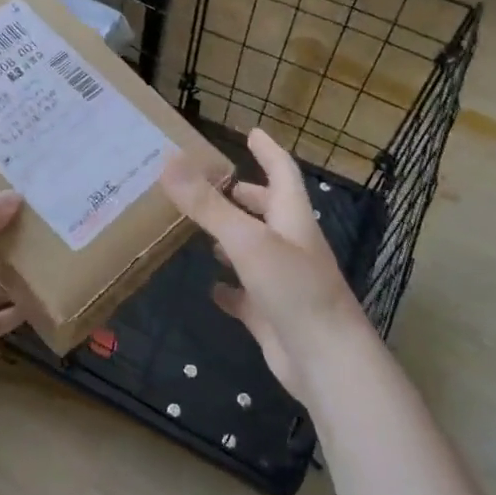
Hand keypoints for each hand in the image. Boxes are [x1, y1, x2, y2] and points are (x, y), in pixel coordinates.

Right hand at [160, 129, 367, 403]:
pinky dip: (229, 288)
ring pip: (255, 251)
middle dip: (244, 196)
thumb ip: (207, 204)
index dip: (268, 150)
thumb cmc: (294, 289)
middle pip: (269, 211)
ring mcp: (282, 283)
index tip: (252, 132)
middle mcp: (291, 246)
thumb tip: (168, 161)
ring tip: (201, 231)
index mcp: (292, 219)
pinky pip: (246, 295)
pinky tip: (211, 288)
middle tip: (212, 185)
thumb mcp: (247, 240)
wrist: (326, 362)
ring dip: (233, 239)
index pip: (282, 172)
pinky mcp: (271, 315)